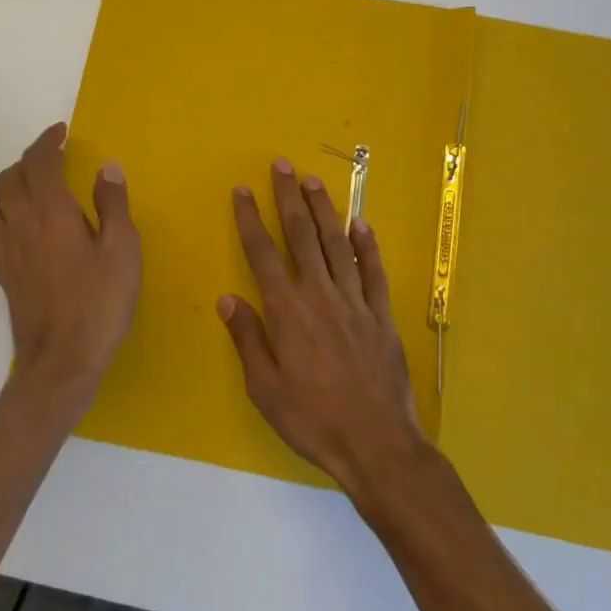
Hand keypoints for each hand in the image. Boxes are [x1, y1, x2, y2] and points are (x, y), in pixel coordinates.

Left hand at [0, 123, 139, 403]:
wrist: (61, 362)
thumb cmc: (99, 303)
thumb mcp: (122, 250)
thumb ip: (113, 204)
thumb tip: (106, 168)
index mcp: (50, 211)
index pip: (38, 162)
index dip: (47, 142)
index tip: (61, 133)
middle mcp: (20, 224)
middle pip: (8, 178)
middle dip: (27, 161)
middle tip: (52, 159)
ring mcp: (5, 252)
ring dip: (11, 188)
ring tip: (36, 190)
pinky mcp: (2, 276)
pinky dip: (5, 219)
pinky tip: (24, 231)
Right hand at [218, 159, 428, 494]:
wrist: (376, 444)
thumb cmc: (312, 419)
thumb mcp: (265, 388)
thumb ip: (247, 338)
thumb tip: (228, 298)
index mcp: (288, 311)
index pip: (263, 253)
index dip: (250, 219)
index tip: (242, 191)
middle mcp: (320, 295)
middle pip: (301, 236)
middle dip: (288, 198)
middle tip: (281, 166)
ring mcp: (355, 302)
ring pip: (337, 244)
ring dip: (324, 210)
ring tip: (314, 181)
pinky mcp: (381, 315)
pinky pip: (374, 271)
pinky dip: (367, 246)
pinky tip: (361, 224)